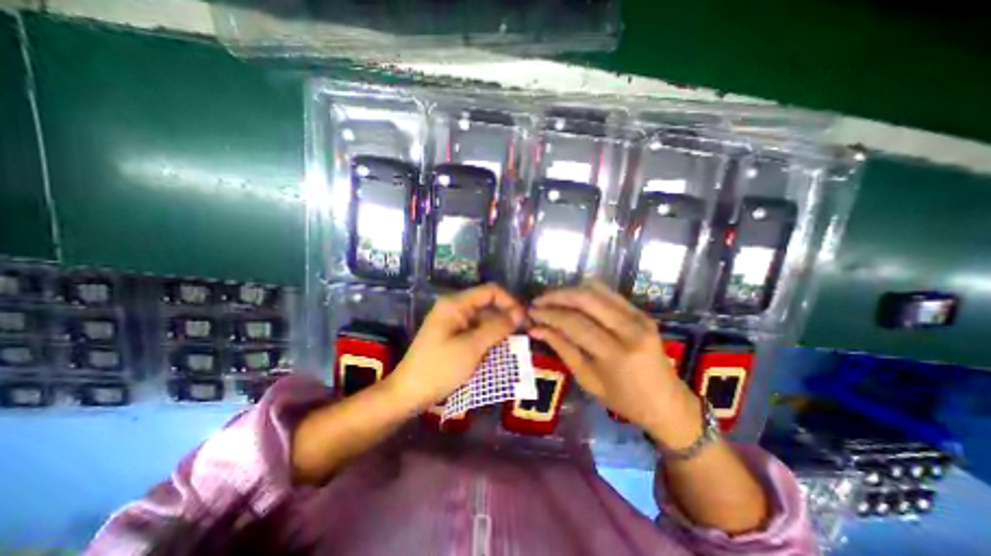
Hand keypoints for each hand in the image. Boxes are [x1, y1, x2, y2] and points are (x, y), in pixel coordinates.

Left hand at [389, 284, 524, 409]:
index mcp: (456, 304)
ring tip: (514, 346)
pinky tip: (499, 351)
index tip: (523, 320)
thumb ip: (497, 328)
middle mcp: (455, 308)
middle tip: (523, 335)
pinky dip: (489, 339)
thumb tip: (519, 314)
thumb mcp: (472, 347)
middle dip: (506, 318)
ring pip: (484, 320)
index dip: (509, 302)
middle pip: (488, 305)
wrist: (409, 393)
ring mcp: (454, 322)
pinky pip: (477, 331)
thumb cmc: (439, 368)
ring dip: (499, 331)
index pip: (490, 291)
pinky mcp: (454, 336)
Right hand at [530, 283, 699, 447]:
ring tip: (552, 300)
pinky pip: (608, 293)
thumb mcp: (588, 380)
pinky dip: (586, 292)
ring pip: (596, 290)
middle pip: (585, 299)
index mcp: (616, 354)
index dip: (549, 314)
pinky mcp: (641, 312)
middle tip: (538, 301)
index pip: (574, 323)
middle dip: (557, 296)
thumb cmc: (625, 400)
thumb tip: (537, 329)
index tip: (531, 313)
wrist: (668, 403)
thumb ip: (562, 349)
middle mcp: (629, 329)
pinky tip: (573, 300)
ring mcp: (639, 316)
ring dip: (570, 291)